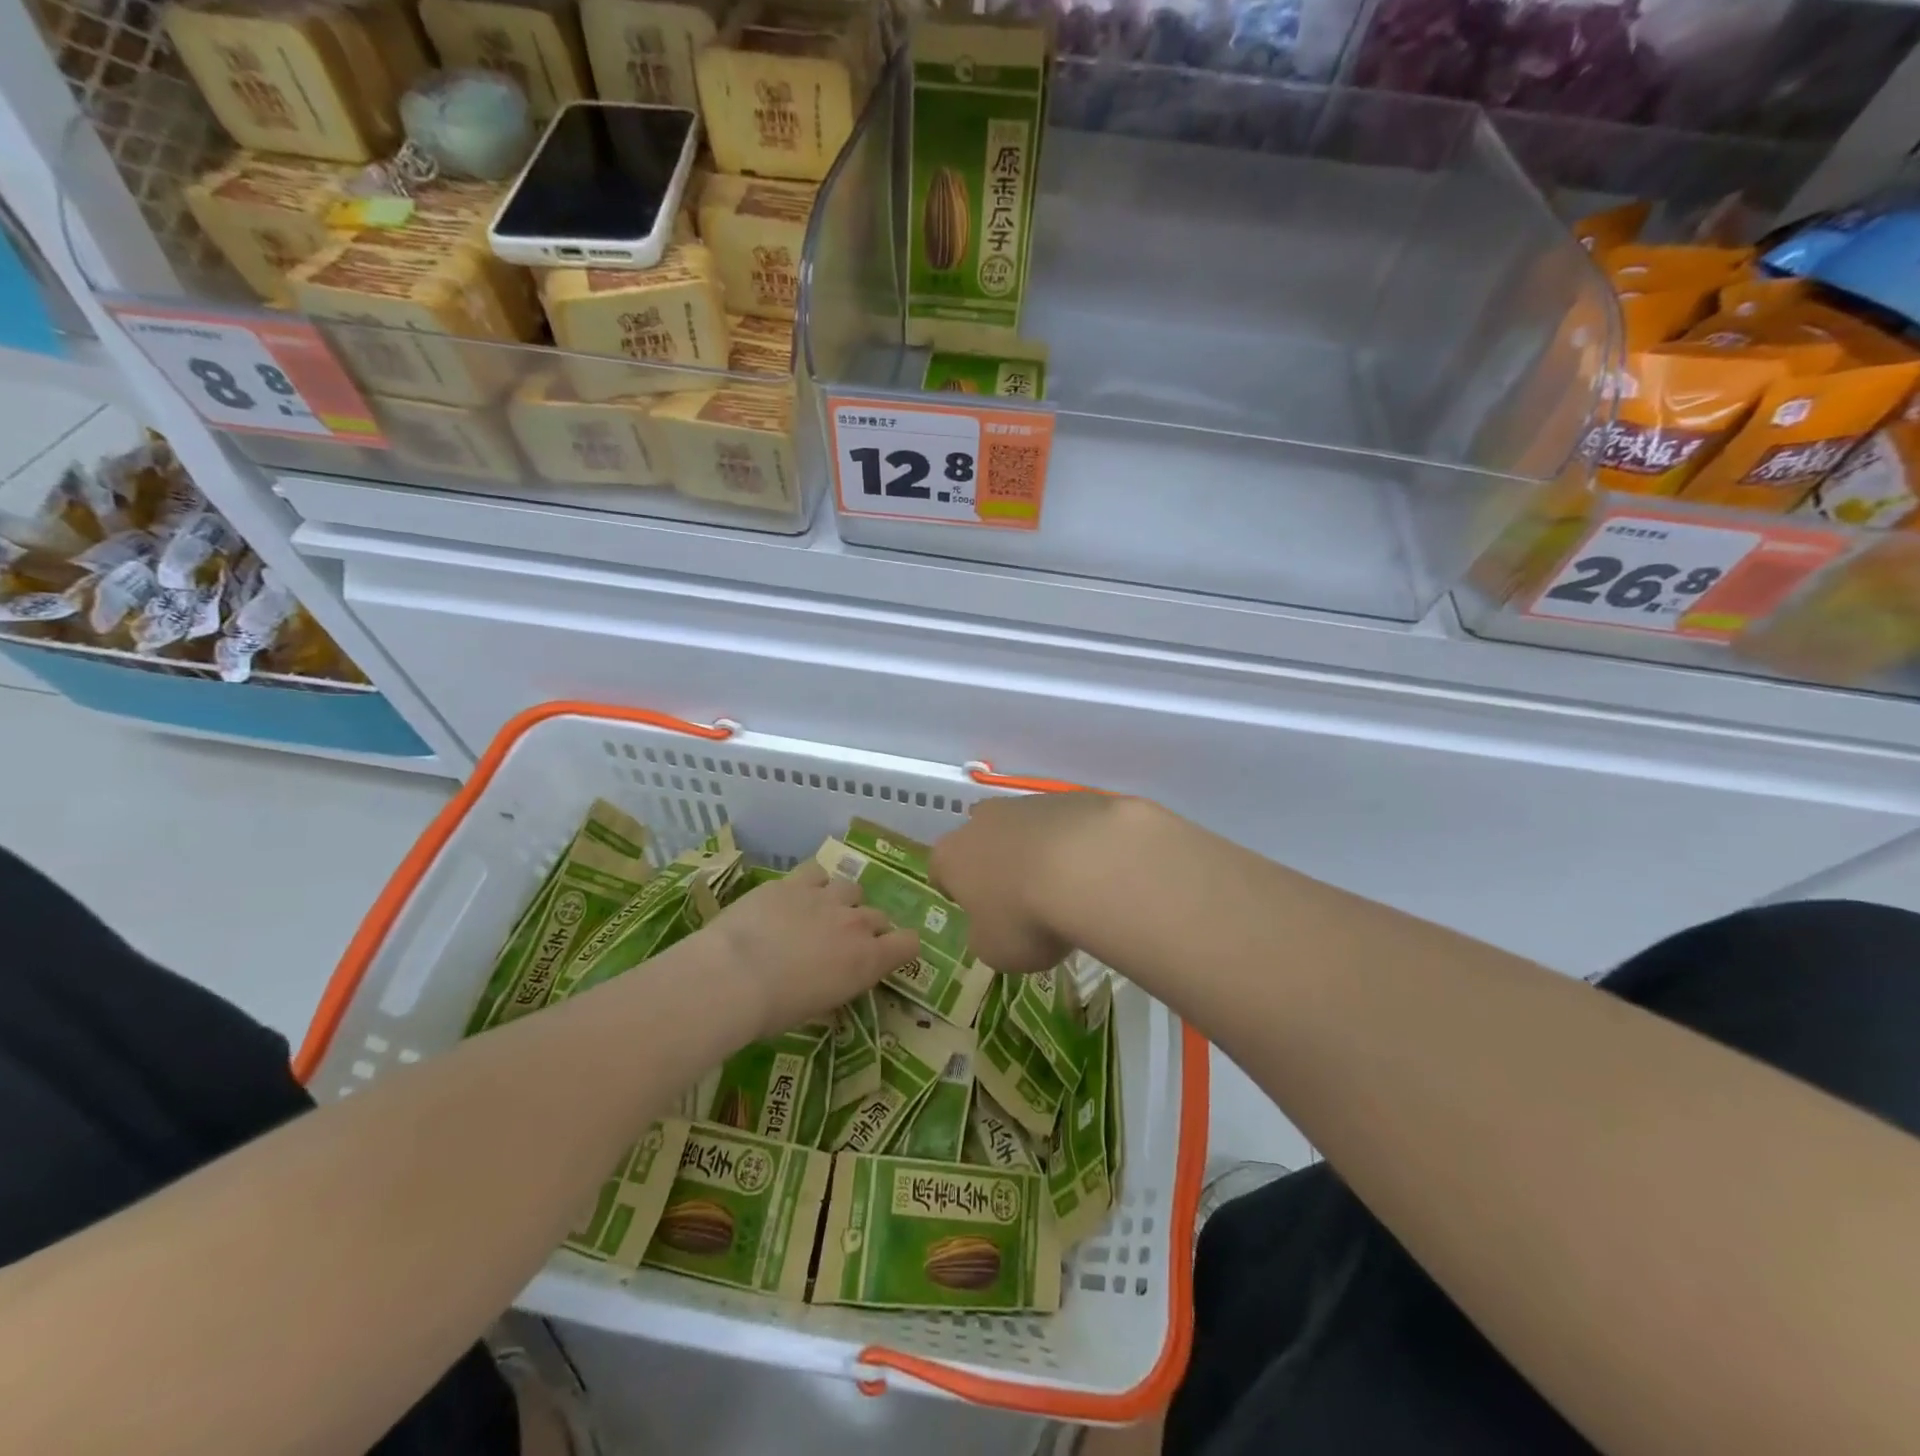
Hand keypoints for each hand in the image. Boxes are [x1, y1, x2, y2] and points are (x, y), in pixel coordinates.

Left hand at [704, 863, 919, 1038]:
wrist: (733, 975)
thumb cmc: (774, 1009)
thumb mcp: (817, 1007)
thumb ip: (836, 983)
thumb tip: (832, 978)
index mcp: (867, 960)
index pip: (909, 943)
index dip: (901, 947)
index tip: (886, 955)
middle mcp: (855, 923)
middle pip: (879, 916)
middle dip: (866, 928)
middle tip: (841, 944)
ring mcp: (826, 897)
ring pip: (851, 888)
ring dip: (842, 901)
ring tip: (819, 914)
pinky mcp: (795, 881)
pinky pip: (817, 871)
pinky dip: (813, 882)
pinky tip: (797, 894)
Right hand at [931, 793, 1125, 972]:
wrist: (1090, 868)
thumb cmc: (1026, 917)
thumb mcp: (996, 950)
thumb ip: (985, 936)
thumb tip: (990, 928)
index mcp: (952, 855)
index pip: (941, 870)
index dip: (956, 891)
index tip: (975, 910)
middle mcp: (982, 820)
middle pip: (982, 841)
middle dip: (997, 864)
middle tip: (1020, 898)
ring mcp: (1027, 803)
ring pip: (1024, 828)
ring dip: (1036, 851)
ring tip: (1064, 886)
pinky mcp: (1069, 797)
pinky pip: (1063, 824)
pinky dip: (1072, 843)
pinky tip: (1092, 869)